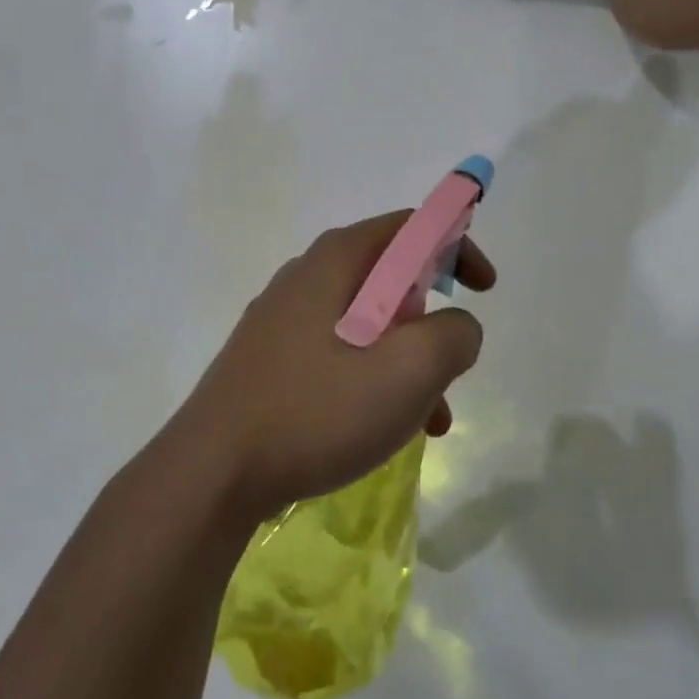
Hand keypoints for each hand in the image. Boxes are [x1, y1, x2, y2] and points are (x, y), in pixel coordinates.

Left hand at [167, 213, 495, 523]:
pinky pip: (339, 354)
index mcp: (337, 261)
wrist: (214, 472)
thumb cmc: (316, 411)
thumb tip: (457, 327)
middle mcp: (306, 276)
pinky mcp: (271, 359)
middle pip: (391, 278)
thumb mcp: (408, 372)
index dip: (458, 247)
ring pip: (368, 324)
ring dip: (407, 363)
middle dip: (432, 321)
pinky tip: (383, 430)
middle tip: (450, 366)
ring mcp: (283, 319)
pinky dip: (373, 379)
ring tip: (428, 420)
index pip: (411, 227)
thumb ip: (453, 336)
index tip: (484, 289)